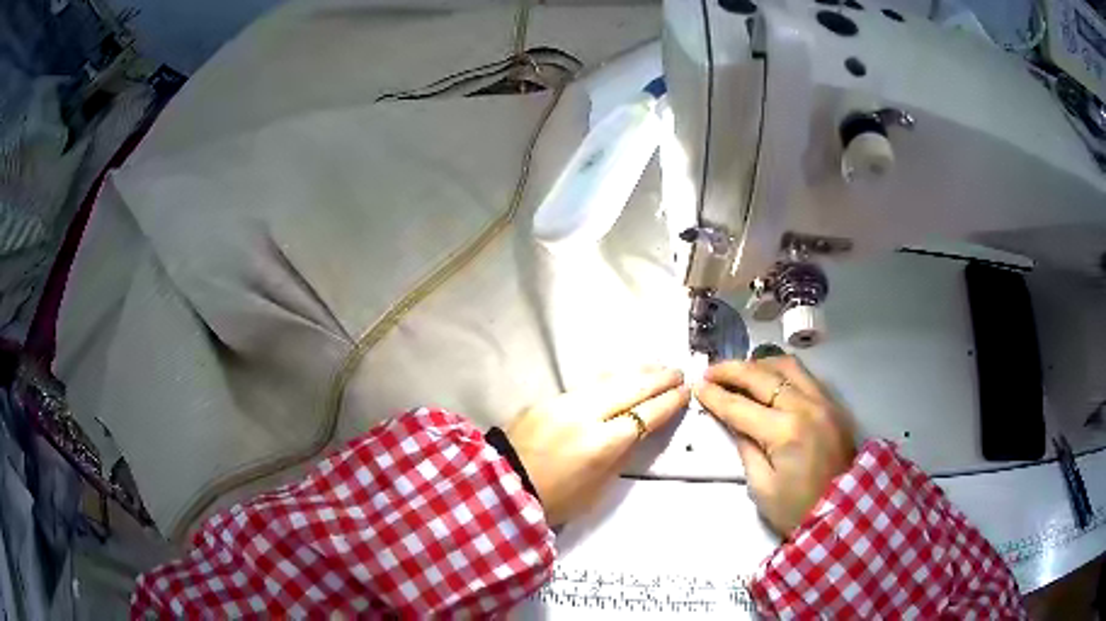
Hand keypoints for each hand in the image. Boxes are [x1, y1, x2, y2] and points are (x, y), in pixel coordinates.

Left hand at [507, 367, 689, 526]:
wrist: (503, 487)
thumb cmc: (555, 500)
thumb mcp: (599, 489)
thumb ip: (621, 456)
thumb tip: (637, 432)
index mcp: (602, 443)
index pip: (646, 415)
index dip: (669, 402)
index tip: (685, 392)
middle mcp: (585, 414)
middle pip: (630, 388)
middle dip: (658, 379)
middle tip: (678, 371)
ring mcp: (564, 402)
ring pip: (608, 379)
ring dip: (635, 372)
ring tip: (655, 366)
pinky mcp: (547, 398)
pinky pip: (586, 384)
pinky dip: (609, 379)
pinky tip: (619, 377)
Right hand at [696, 355, 855, 536]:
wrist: (842, 513)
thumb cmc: (796, 508)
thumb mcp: (761, 486)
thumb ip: (746, 447)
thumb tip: (734, 421)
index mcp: (785, 431)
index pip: (741, 406)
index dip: (715, 395)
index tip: (697, 385)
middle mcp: (805, 406)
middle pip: (762, 376)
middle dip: (732, 371)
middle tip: (710, 371)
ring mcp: (823, 401)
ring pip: (787, 366)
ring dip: (759, 365)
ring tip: (739, 372)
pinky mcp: (833, 404)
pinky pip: (804, 376)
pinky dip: (781, 372)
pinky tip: (768, 379)